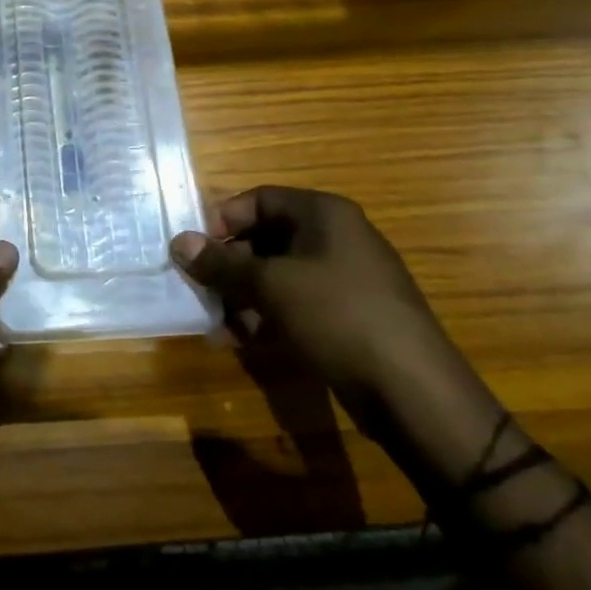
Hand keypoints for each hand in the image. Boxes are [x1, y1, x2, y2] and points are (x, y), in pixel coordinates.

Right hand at [171, 187, 498, 451]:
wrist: (412, 390)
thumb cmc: (337, 316)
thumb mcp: (271, 286)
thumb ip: (221, 263)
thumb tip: (178, 242)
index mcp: (324, 214)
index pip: (260, 199)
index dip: (223, 220)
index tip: (195, 250)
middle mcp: (337, 237)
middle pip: (267, 237)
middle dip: (230, 264)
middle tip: (201, 290)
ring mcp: (346, 277)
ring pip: (279, 274)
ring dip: (243, 295)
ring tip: (219, 324)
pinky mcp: (348, 314)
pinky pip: (297, 302)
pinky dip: (268, 315)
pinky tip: (244, 341)